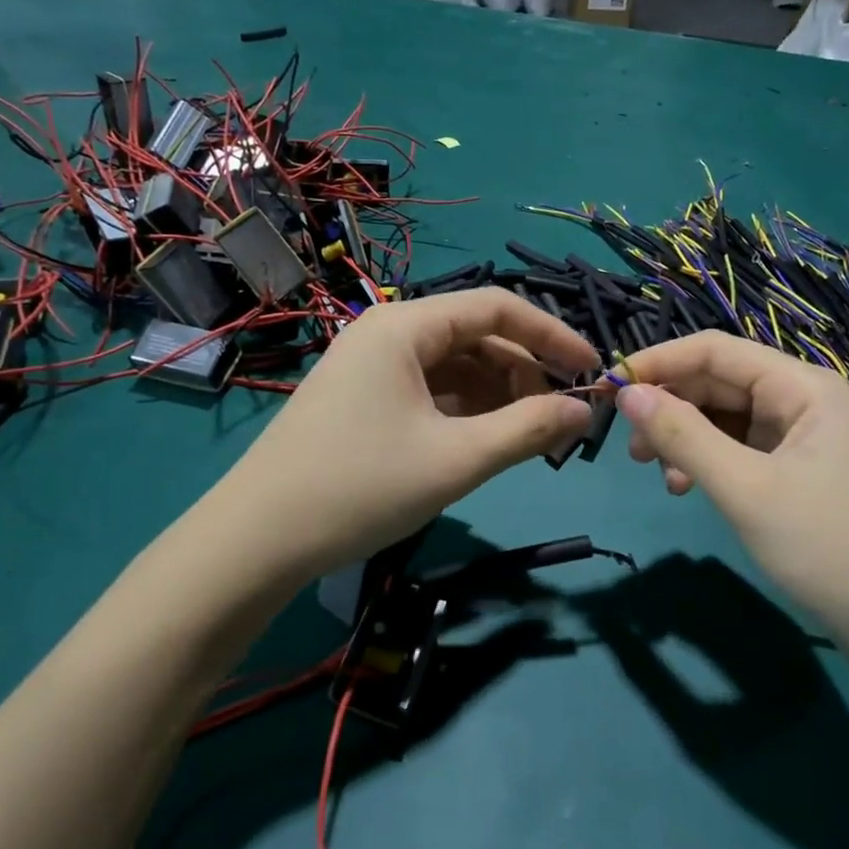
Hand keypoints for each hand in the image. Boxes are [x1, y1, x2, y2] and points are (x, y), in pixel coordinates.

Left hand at [207, 289, 597, 586]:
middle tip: (560, 419)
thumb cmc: (360, 487)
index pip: (496, 307)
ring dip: (498, 395)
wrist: (256, 541)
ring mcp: (371, 367)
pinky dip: (465, 411)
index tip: (591, 371)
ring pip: (454, 367)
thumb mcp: (456, 459)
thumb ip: (528, 429)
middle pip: (475, 336)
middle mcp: (387, 333)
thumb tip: (584, 410)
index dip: (551, 335)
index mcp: (405, 325)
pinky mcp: (362, 400)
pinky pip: (429, 391)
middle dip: (525, 371)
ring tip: (530, 437)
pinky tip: (486, 442)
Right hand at [614, 332, 848, 665]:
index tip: (607, 387)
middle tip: (628, 445)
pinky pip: (738, 449)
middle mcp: (800, 399)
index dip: (657, 362)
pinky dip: (706, 462)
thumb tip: (627, 393)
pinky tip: (686, 488)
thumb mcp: (745, 489)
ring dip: (683, 437)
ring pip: (723, 417)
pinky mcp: (796, 471)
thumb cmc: (830, 548)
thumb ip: (683, 436)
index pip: (714, 350)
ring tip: (655, 472)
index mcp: (800, 385)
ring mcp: (800, 437)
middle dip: (669, 405)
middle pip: (717, 382)